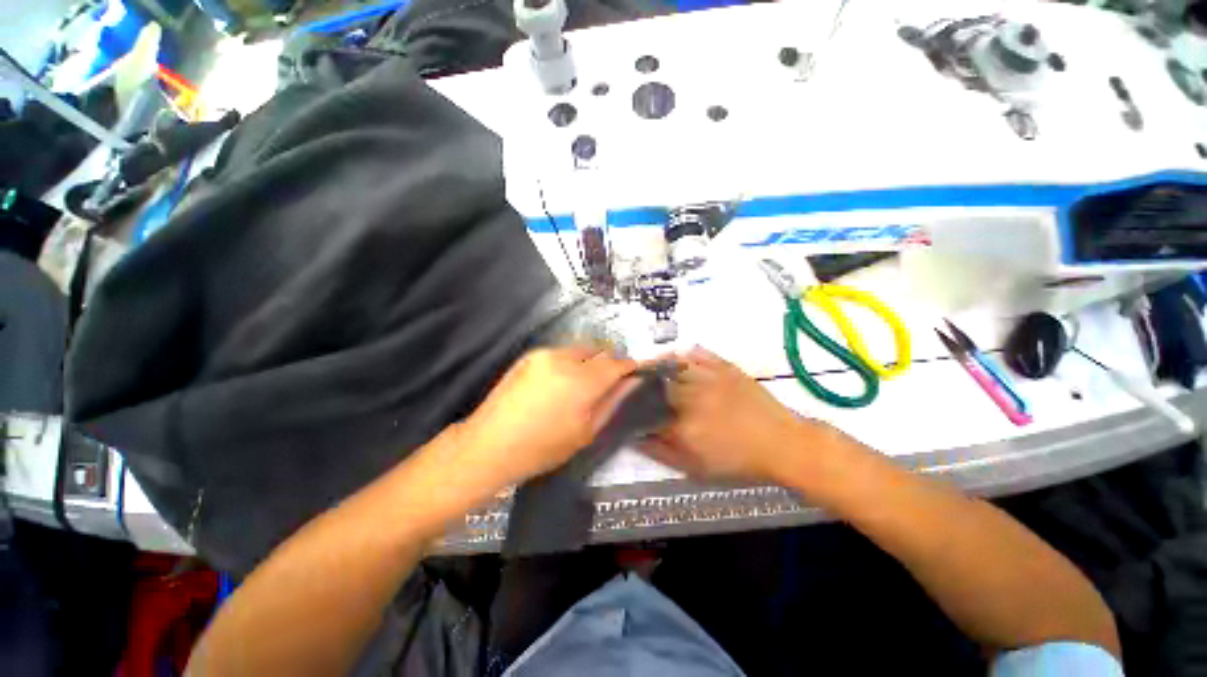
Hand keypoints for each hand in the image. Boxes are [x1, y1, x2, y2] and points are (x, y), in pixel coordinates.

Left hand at [457, 346, 636, 487]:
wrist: (489, 444)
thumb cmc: (542, 448)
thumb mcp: (585, 432)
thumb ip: (611, 402)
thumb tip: (631, 382)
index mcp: (581, 381)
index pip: (616, 363)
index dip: (628, 366)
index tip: (635, 373)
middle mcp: (564, 358)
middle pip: (599, 351)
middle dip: (609, 363)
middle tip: (609, 383)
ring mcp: (545, 353)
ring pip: (580, 349)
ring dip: (589, 361)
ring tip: (583, 384)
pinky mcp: (530, 355)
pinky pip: (561, 352)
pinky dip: (570, 361)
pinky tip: (561, 382)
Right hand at [645, 347, 847, 482]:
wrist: (783, 445)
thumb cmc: (739, 461)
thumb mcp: (697, 469)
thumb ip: (662, 454)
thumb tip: (636, 439)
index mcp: (682, 426)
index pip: (647, 412)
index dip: (635, 408)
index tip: (628, 407)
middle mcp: (691, 398)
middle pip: (657, 385)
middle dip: (644, 384)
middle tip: (638, 385)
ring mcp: (709, 379)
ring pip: (675, 366)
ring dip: (660, 365)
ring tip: (652, 366)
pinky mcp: (726, 368)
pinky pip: (700, 354)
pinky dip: (686, 354)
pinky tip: (680, 355)